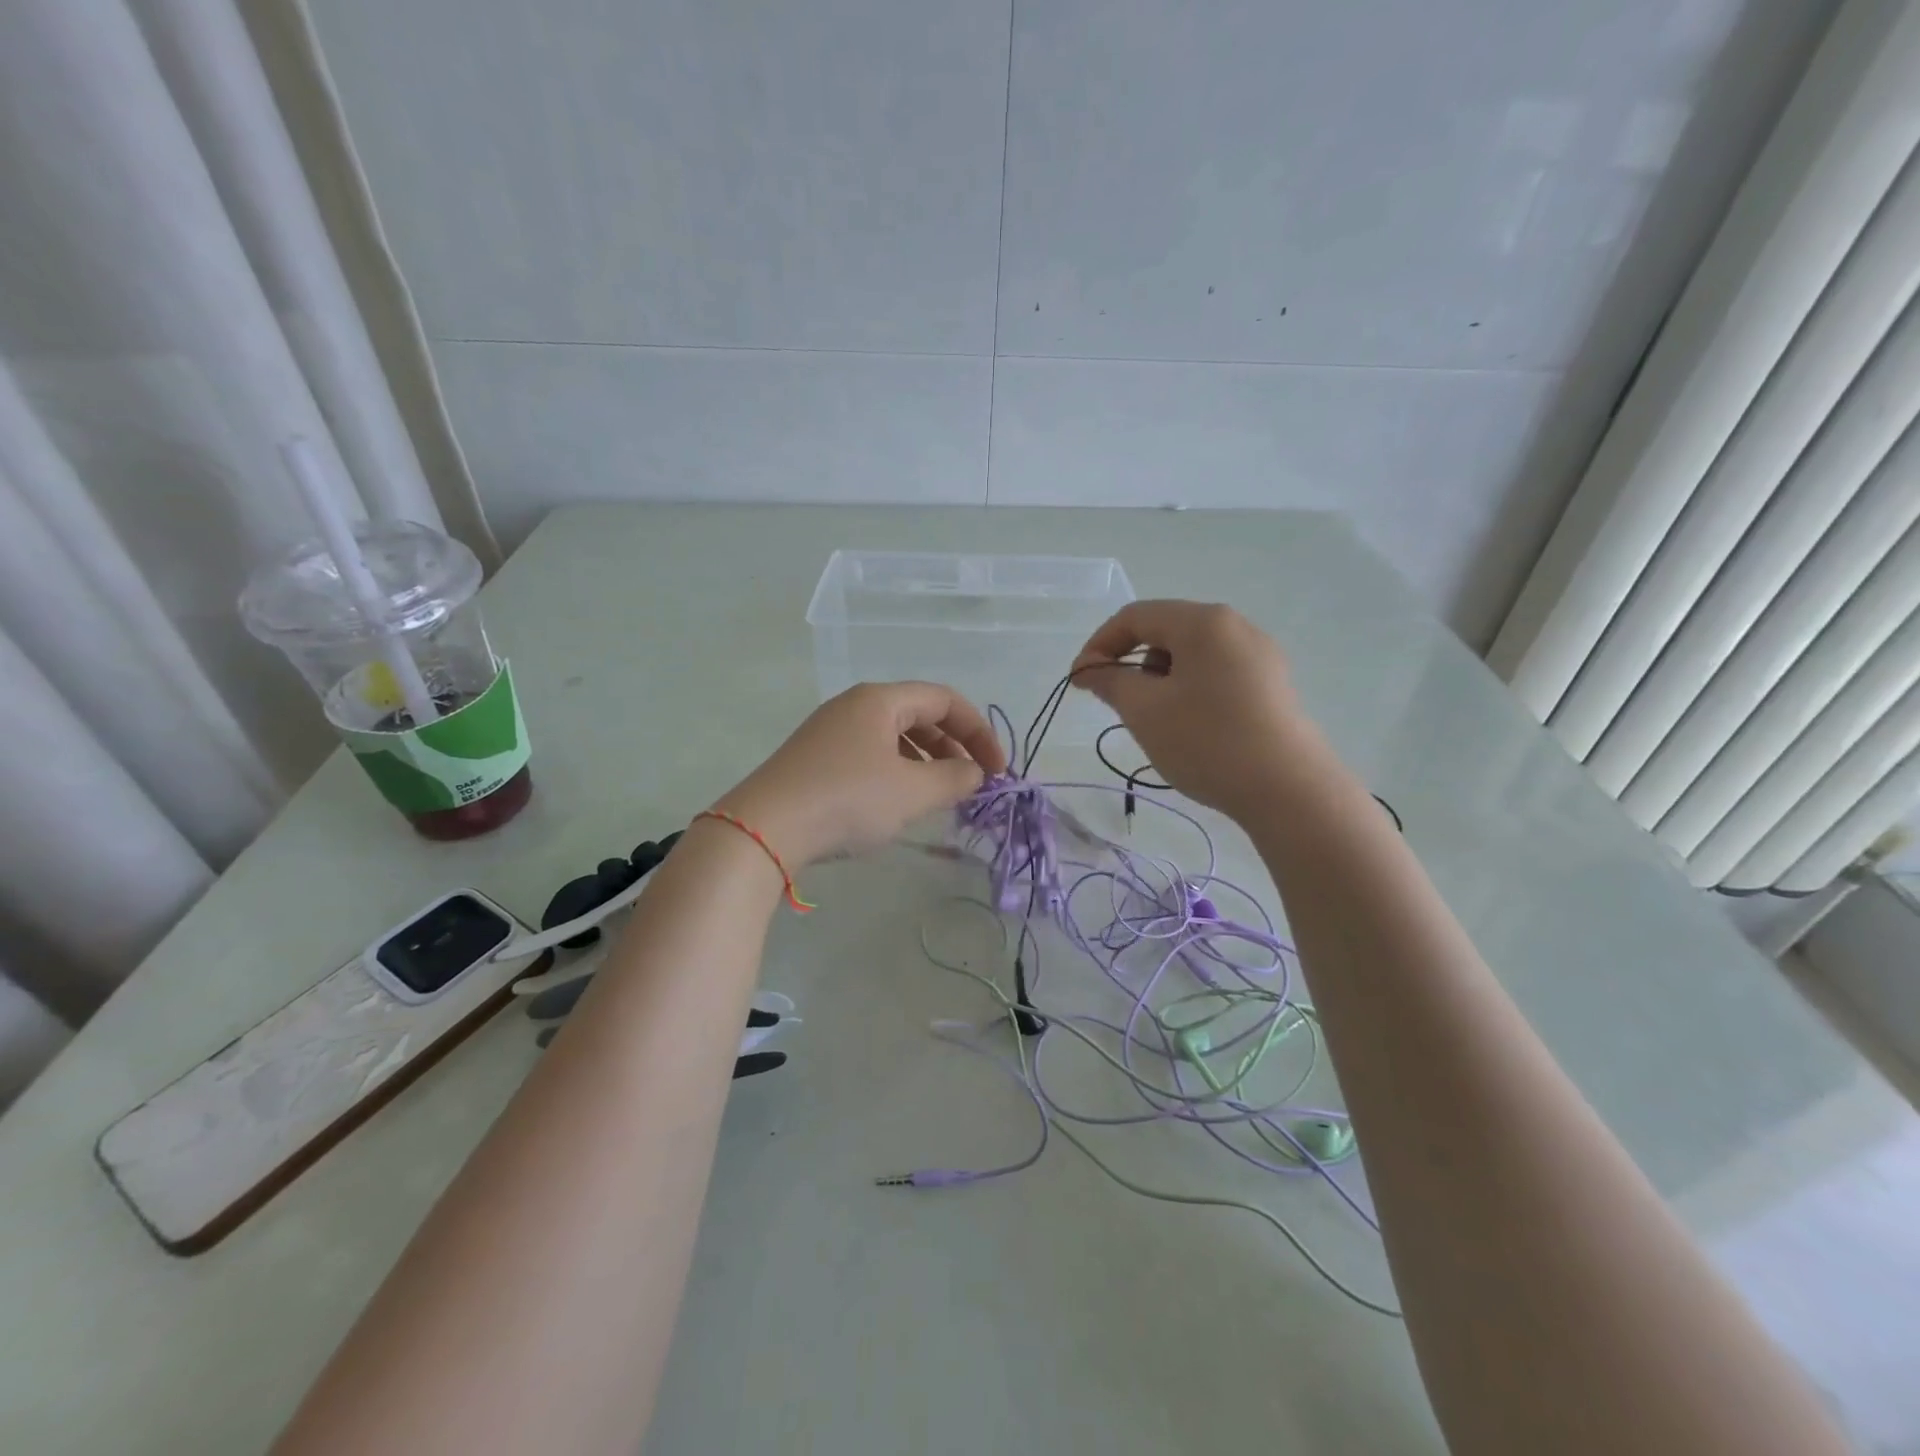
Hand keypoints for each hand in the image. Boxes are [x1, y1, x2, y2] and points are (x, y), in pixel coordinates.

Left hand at [713, 682, 1007, 866]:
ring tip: (939, 794)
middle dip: (954, 746)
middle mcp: (854, 705)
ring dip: (926, 761)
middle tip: (971, 783)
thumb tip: (974, 773)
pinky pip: (871, 754)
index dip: (979, 732)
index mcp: (880, 700)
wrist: (764, 829)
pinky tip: (898, 802)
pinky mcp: (816, 758)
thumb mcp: (912, 792)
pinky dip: (897, 771)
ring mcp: (831, 731)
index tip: (998, 769)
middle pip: (920, 714)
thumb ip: (954, 778)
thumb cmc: (848, 800)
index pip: (945, 700)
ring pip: (894, 736)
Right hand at [1070, 600, 1314, 817]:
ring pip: (1192, 655)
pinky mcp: (1272, 685)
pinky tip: (1191, 728)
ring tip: (1157, 721)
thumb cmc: (1207, 741)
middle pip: (1166, 631)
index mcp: (1203, 622)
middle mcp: (1235, 626)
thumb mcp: (1144, 711)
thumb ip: (1109, 681)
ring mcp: (1260, 655)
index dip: (1099, 645)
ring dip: (1161, 679)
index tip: (1080, 681)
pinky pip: (1217, 673)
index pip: (1135, 617)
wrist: (1288, 790)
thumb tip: (1087, 669)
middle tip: (1118, 704)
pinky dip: (1190, 690)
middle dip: (1132, 664)